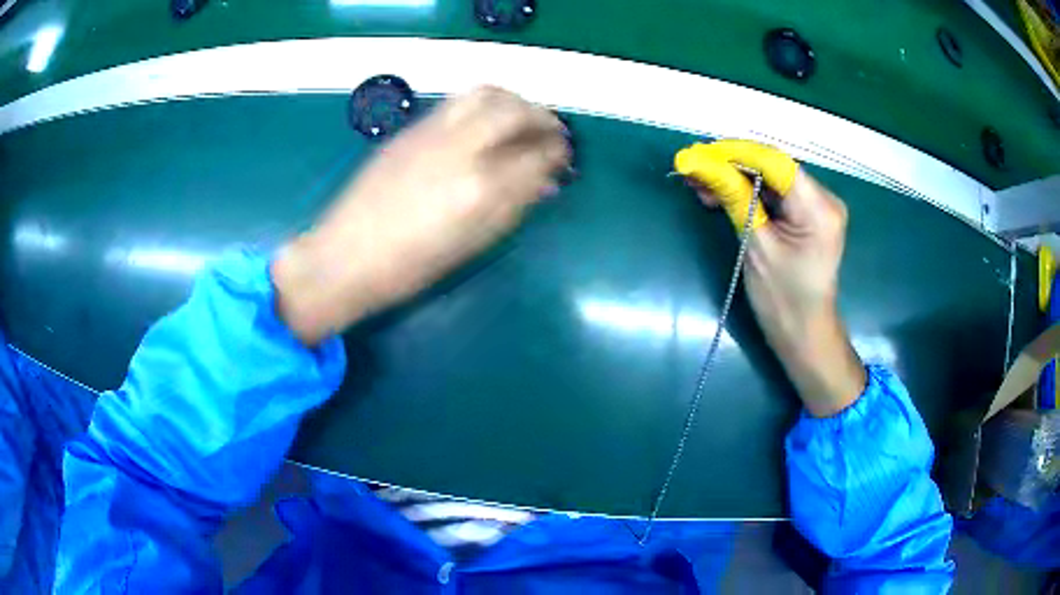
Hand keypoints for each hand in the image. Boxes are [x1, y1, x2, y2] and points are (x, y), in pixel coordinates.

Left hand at [272, 86, 570, 345]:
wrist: (344, 256)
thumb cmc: (409, 268)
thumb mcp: (471, 246)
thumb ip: (513, 207)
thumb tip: (543, 181)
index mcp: (480, 190)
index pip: (536, 156)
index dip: (557, 153)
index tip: (564, 157)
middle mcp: (460, 150)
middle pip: (515, 111)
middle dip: (543, 118)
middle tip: (552, 133)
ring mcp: (432, 133)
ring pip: (485, 93)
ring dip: (513, 101)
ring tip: (522, 119)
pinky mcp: (410, 129)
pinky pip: (458, 102)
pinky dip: (484, 104)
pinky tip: (485, 123)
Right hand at [677, 140, 864, 416]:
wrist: (804, 333)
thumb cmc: (782, 299)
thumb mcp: (756, 245)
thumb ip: (733, 198)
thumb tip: (699, 163)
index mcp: (819, 208)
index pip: (774, 163)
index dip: (735, 154)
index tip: (698, 155)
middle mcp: (823, 198)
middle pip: (772, 167)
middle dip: (731, 166)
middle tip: (693, 171)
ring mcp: (817, 205)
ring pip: (770, 179)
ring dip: (735, 179)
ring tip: (700, 185)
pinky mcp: (807, 214)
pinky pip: (774, 194)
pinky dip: (747, 192)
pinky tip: (720, 194)